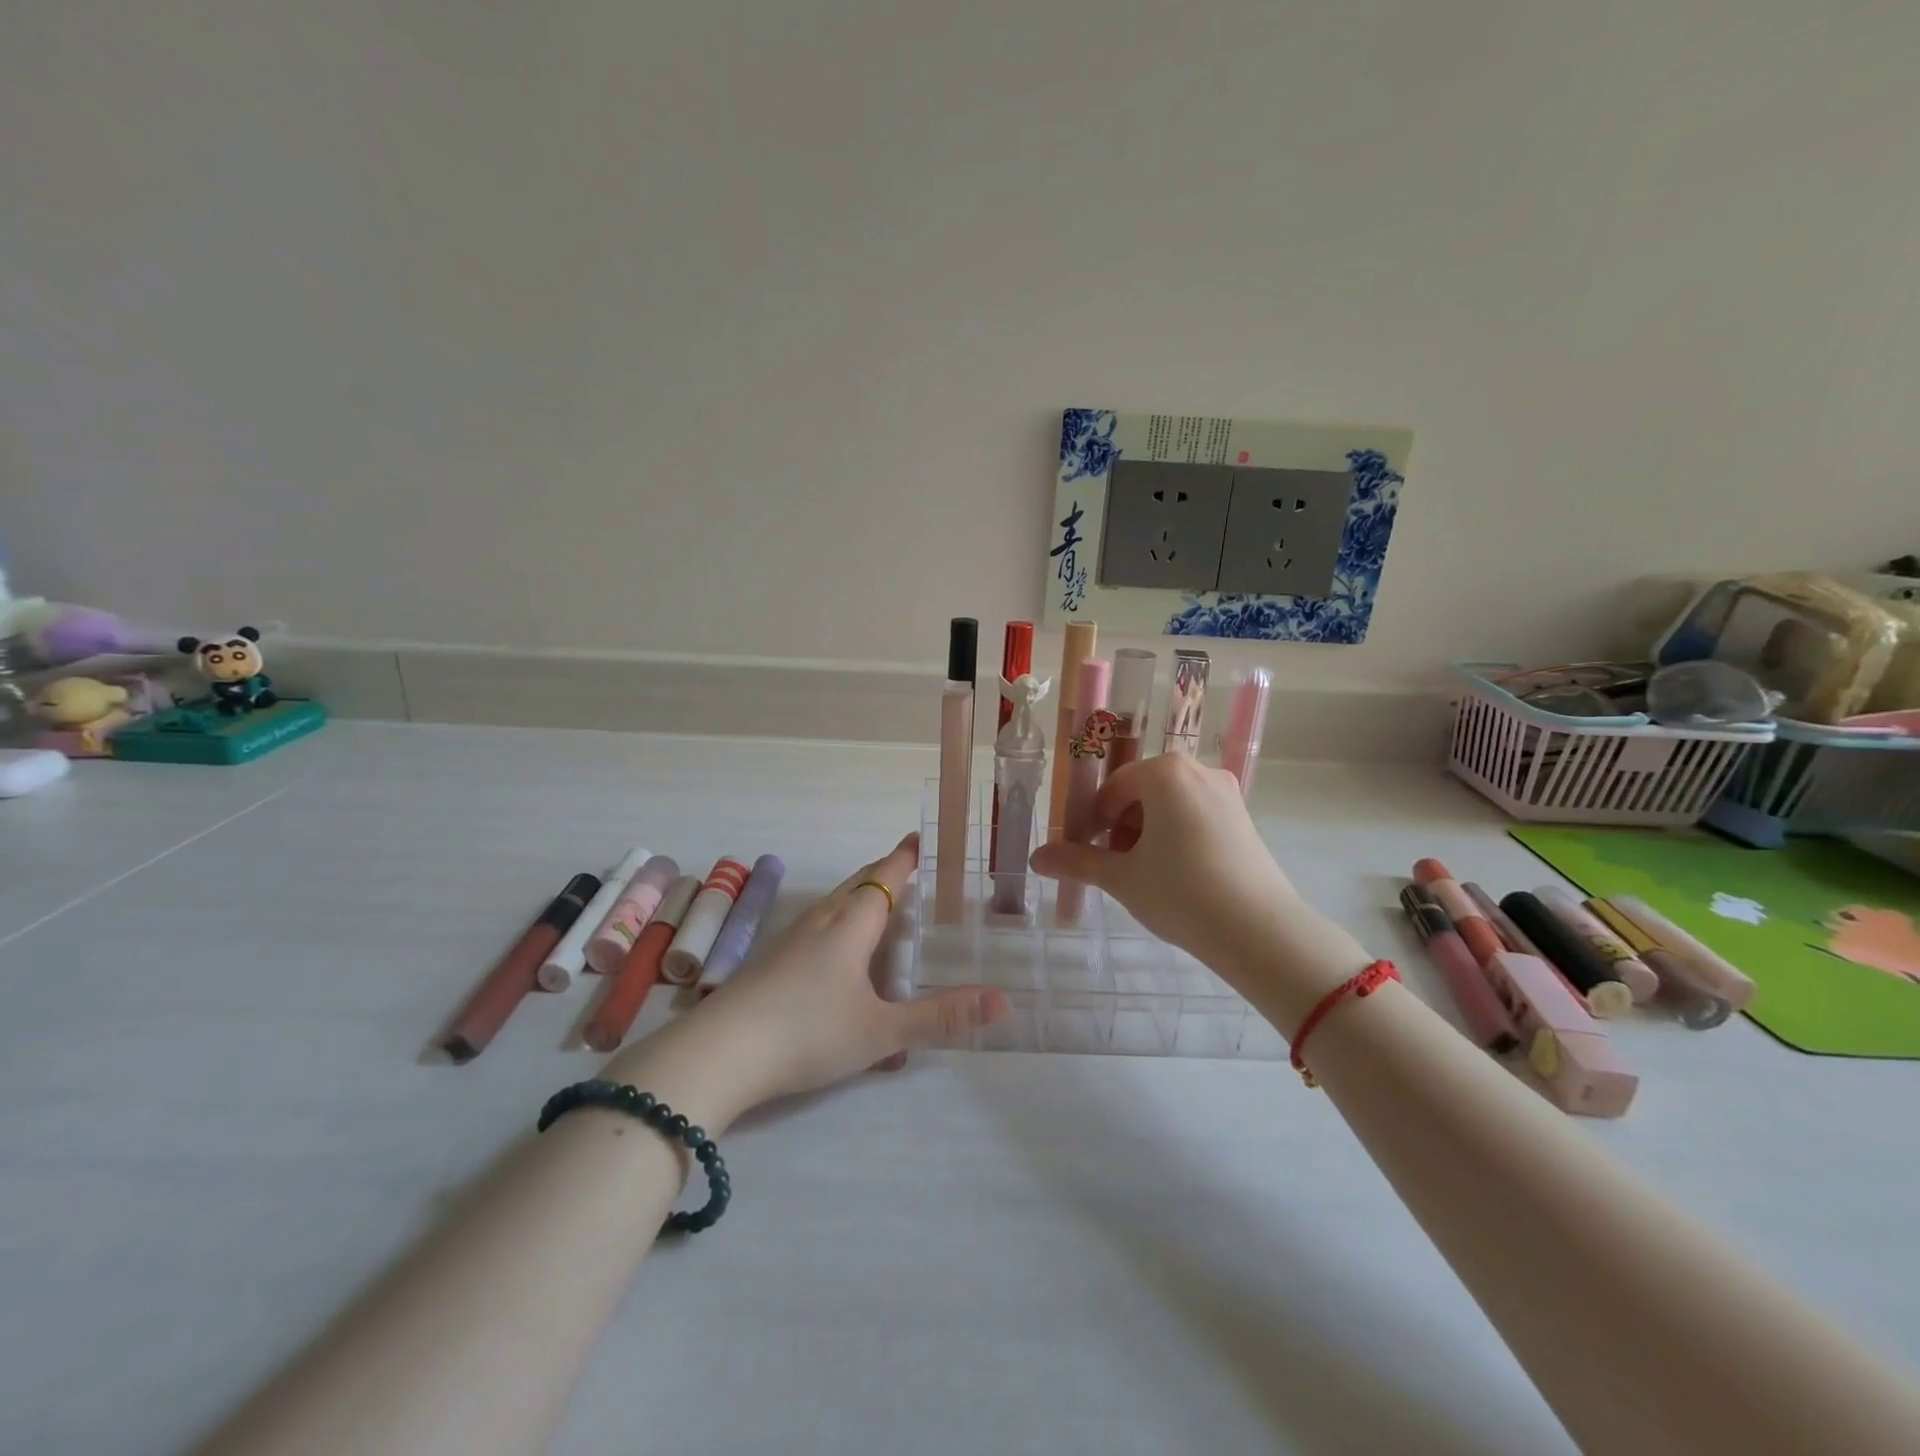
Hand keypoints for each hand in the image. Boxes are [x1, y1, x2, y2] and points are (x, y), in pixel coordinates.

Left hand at [601, 834, 1007, 1129]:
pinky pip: (816, 926)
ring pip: (833, 904)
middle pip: (857, 883)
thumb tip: (1004, 1001)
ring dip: (859, 896)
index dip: (905, 857)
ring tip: (880, 904)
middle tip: (909, 867)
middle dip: (884, 871)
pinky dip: (839, 922)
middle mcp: (821, 921)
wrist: (719, 1055)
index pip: (885, 877)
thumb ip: (941, 1018)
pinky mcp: (770, 962)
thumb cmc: (808, 1033)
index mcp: (851, 924)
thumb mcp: (882, 1031)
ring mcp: (790, 940)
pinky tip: (837, 952)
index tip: (921, 837)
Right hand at [1029, 754, 1311, 992]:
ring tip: (1146, 875)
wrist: (1259, 931)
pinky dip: (1178, 837)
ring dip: (1149, 832)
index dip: (1094, 821)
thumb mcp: (1121, 878)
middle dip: (1122, 827)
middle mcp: (1198, 771)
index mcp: (1164, 773)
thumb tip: (1036, 858)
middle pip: (1143, 792)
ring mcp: (1227, 793)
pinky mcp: (1245, 818)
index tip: (1088, 853)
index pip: (1113, 788)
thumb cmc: (1180, 893)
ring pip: (1171, 805)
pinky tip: (1178, 875)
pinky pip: (1197, 816)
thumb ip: (1077, 862)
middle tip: (1117, 866)